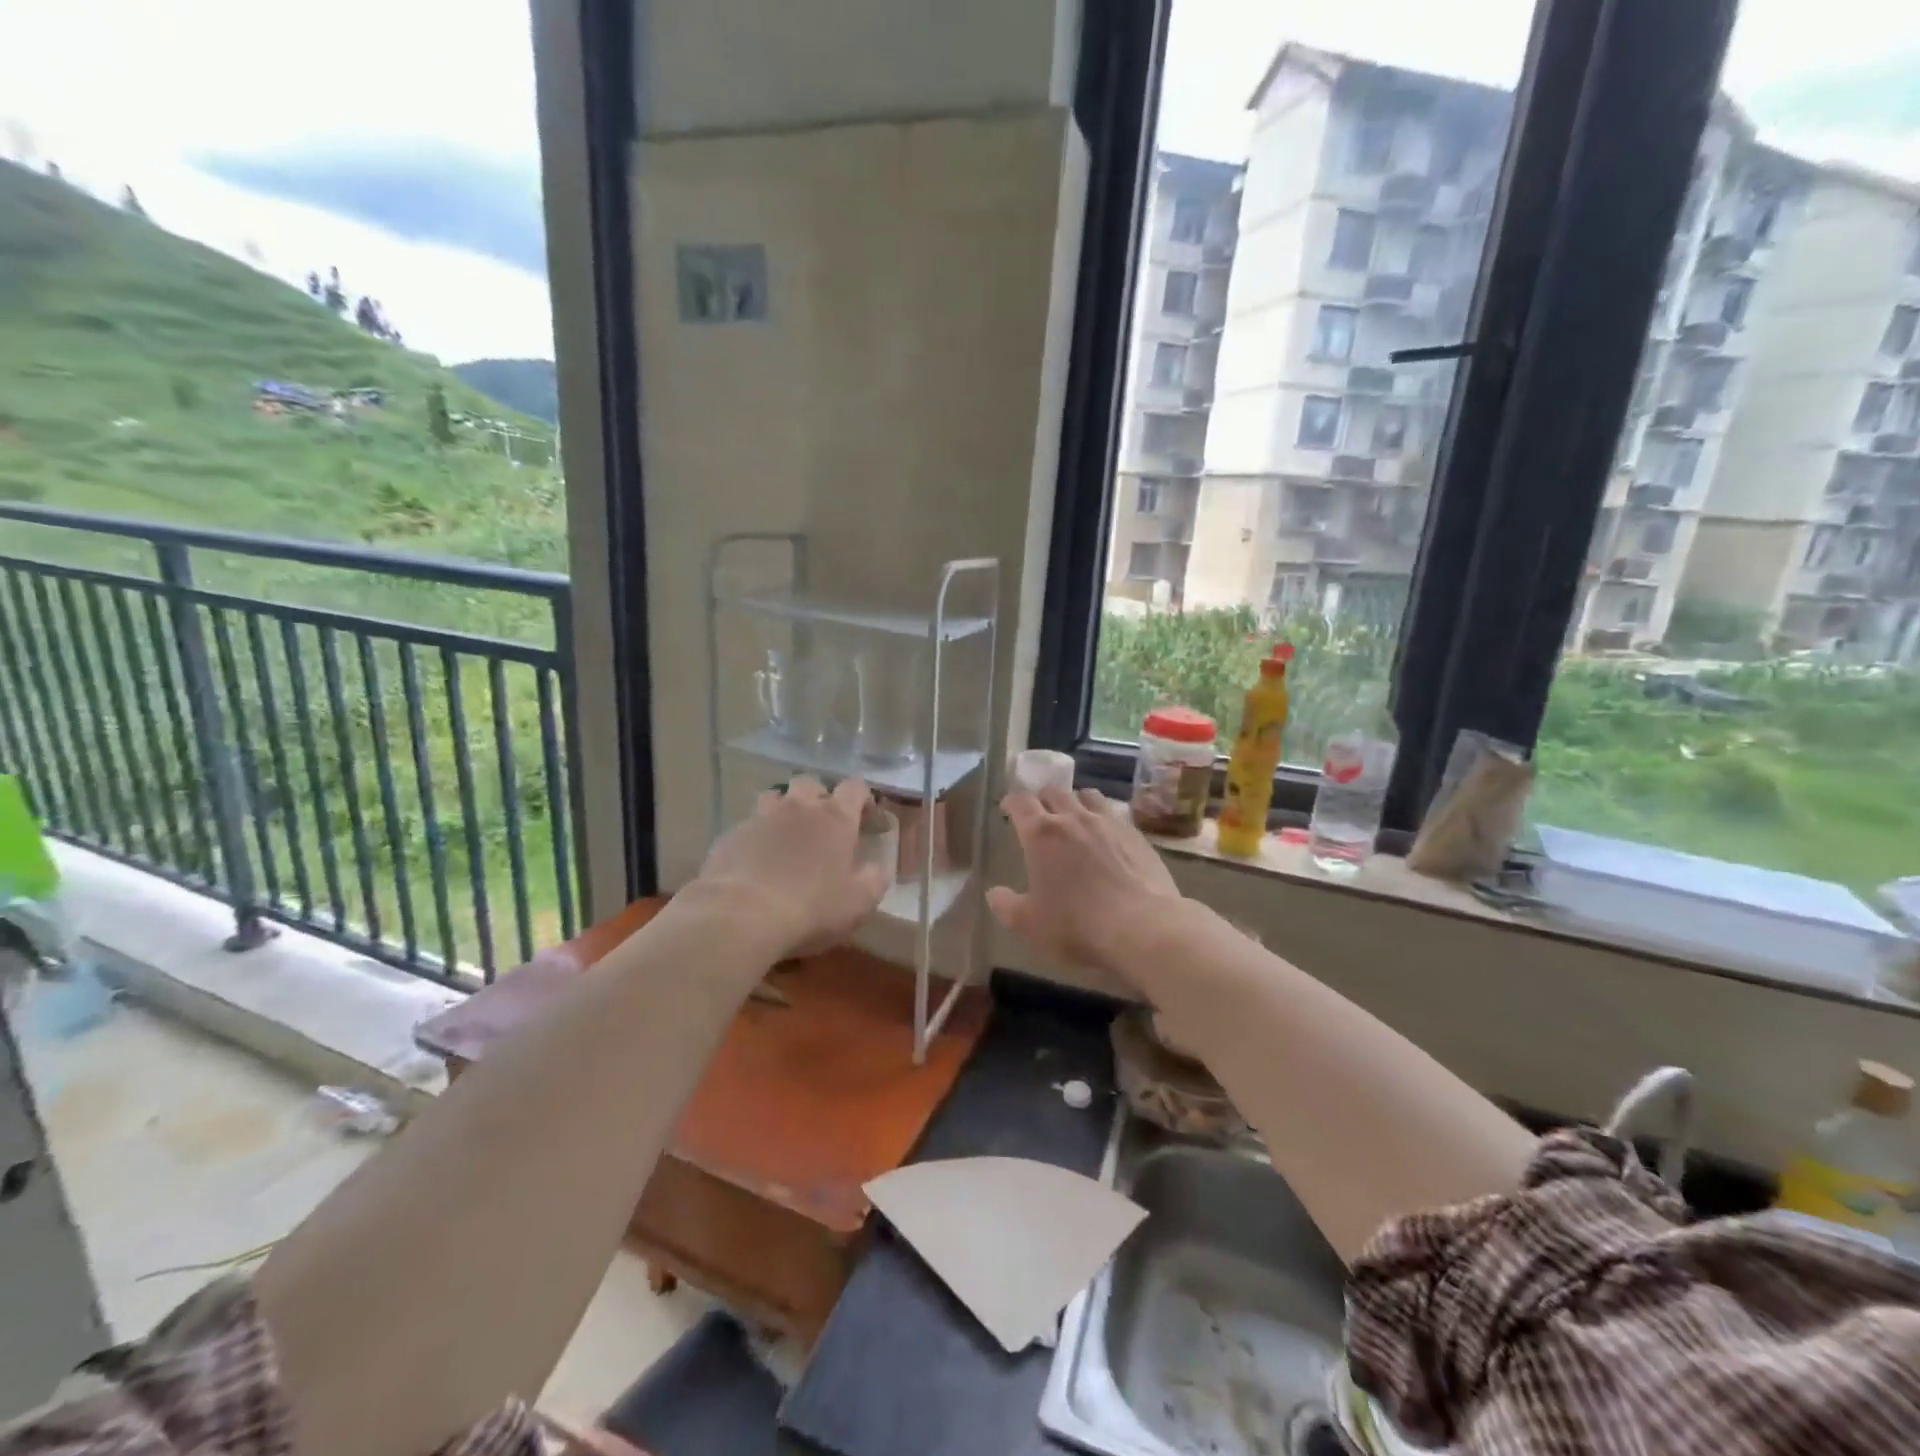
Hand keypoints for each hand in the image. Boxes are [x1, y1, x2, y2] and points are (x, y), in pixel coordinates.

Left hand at [693, 776, 888, 959]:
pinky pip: (748, 825)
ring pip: (774, 797)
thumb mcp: (859, 903)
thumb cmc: (811, 908)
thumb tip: (876, 867)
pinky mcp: (730, 836)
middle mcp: (798, 808)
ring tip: (787, 836)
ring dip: (784, 809)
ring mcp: (761, 818)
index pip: (854, 787)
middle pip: (810, 782)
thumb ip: (874, 879)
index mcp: (835, 818)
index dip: (862, 797)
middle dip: (819, 797)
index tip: (865, 817)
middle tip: (823, 825)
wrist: (740, 916)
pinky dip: (757, 836)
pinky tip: (756, 862)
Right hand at [989, 786, 1182, 973]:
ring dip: (1074, 801)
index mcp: (1041, 834)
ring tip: (1073, 816)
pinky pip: (1114, 813)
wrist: (1144, 928)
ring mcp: (1108, 822)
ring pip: (1087, 795)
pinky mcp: (1136, 834)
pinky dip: (1103, 816)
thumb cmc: (1078, 926)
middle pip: (1053, 792)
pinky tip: (1106, 835)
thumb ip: (1006, 906)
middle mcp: (1073, 818)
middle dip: (1042, 799)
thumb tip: (994, 893)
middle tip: (1038, 815)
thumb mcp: (1031, 924)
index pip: (1020, 802)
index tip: (1007, 809)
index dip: (1011, 802)